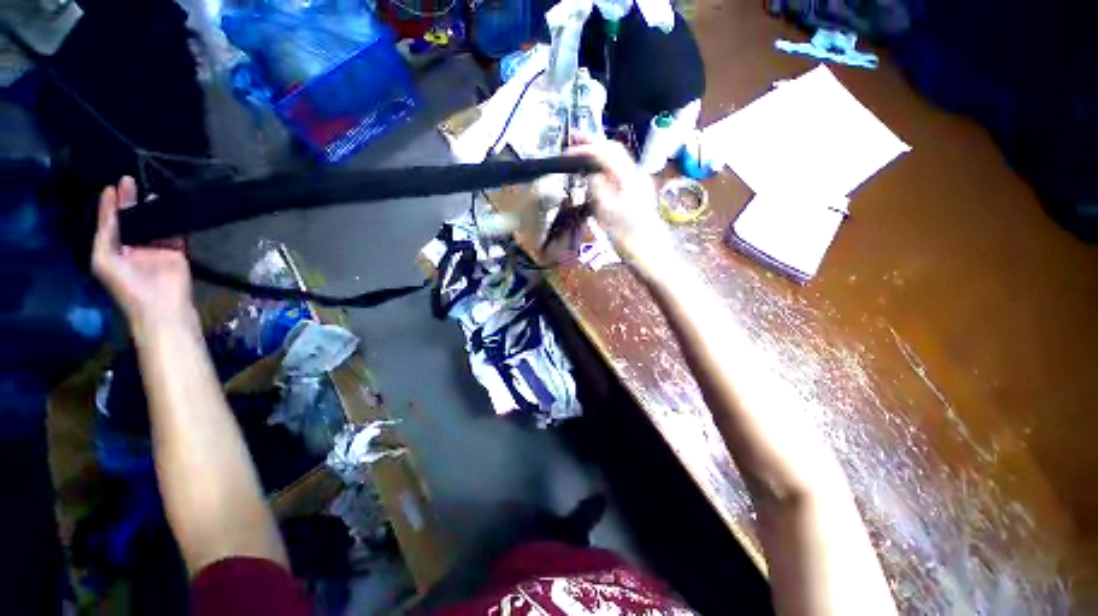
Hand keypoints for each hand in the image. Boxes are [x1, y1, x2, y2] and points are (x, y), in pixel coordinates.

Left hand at [92, 177, 195, 334]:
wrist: (161, 306)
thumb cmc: (126, 286)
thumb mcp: (104, 258)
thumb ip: (105, 230)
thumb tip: (109, 198)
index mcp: (113, 248)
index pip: (112, 221)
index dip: (111, 204)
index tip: (115, 184)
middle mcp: (134, 245)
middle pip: (133, 219)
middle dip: (131, 201)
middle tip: (130, 180)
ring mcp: (157, 248)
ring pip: (155, 223)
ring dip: (153, 208)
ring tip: (152, 189)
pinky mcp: (177, 251)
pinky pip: (176, 232)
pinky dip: (175, 220)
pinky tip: (173, 206)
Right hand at [568, 138, 669, 264]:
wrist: (650, 253)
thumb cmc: (627, 236)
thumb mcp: (606, 212)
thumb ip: (597, 187)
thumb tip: (589, 172)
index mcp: (629, 177)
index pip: (606, 152)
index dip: (585, 148)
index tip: (567, 150)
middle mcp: (636, 174)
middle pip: (614, 150)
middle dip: (593, 143)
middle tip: (573, 140)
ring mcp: (639, 183)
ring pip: (617, 161)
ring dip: (599, 154)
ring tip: (581, 154)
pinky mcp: (638, 193)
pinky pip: (619, 173)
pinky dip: (605, 168)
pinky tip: (596, 173)